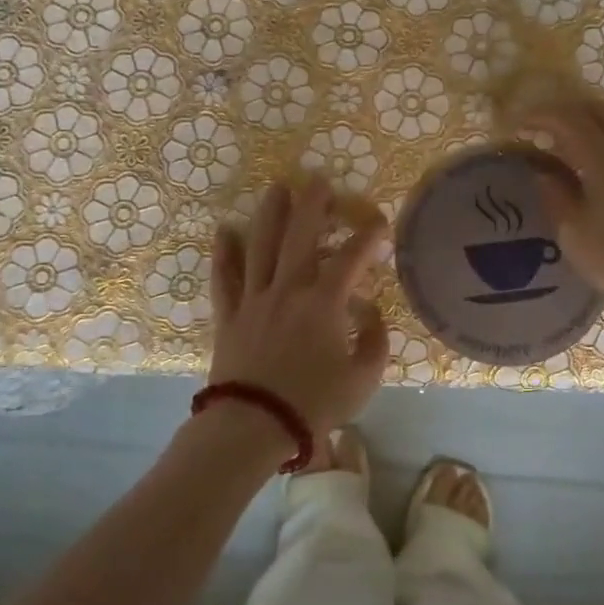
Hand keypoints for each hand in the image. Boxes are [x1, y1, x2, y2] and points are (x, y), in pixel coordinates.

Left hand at [208, 176, 389, 437]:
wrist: (254, 425)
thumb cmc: (314, 403)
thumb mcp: (363, 379)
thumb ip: (376, 343)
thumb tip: (374, 315)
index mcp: (324, 303)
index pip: (351, 258)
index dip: (368, 236)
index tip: (379, 222)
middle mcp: (289, 289)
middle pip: (301, 236)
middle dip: (313, 205)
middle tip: (319, 179)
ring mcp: (254, 299)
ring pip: (261, 246)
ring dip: (270, 214)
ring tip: (277, 188)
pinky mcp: (230, 314)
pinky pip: (225, 277)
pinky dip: (224, 253)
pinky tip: (225, 230)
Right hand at [515, 93, 603, 332]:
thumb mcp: (572, 232)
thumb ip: (554, 195)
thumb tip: (543, 173)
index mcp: (602, 159)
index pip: (567, 120)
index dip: (538, 117)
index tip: (515, 127)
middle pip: (595, 109)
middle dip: (562, 111)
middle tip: (538, 127)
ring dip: (584, 121)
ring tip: (560, 140)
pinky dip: (601, 136)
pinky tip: (588, 159)